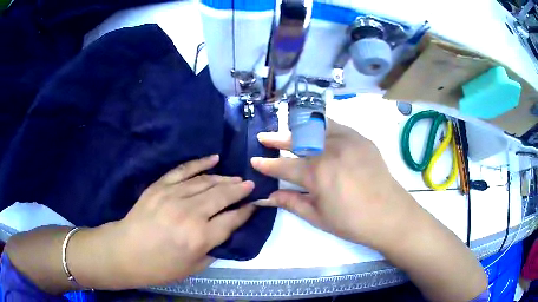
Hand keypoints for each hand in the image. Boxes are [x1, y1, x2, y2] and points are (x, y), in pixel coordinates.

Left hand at [99, 155, 254, 287]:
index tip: (255, 204)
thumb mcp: (194, 267)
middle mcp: (191, 213)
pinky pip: (184, 169)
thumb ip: (214, 249)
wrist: (126, 252)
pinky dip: (200, 162)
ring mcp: (173, 195)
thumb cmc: (161, 267)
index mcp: (201, 237)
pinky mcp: (160, 186)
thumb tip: (226, 232)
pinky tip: (214, 158)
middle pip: (223, 195)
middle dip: (240, 189)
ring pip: (206, 181)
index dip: (246, 211)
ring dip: (225, 178)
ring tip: (236, 177)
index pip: (233, 219)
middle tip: (250, 185)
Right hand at [251, 119, 419, 250]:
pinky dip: (322, 126)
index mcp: (317, 173)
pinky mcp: (361, 139)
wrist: (390, 214)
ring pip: (316, 127)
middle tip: (264, 137)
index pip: (284, 165)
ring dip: (298, 128)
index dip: (267, 164)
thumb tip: (268, 197)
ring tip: (289, 131)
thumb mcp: (318, 217)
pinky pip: (337, 126)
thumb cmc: (353, 222)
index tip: (254, 160)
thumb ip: (292, 202)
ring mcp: (347, 140)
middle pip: (297, 140)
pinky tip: (317, 131)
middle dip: (277, 139)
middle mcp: (330, 150)